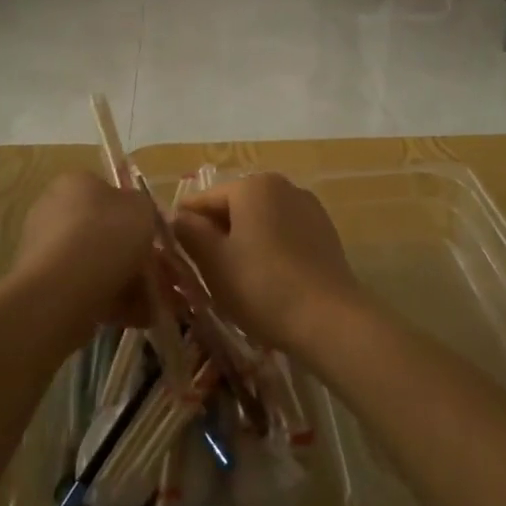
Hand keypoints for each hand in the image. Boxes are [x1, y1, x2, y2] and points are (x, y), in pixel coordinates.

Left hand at [7, 172, 157, 332]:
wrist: (62, 291)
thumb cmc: (106, 236)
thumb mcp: (142, 208)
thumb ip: (144, 207)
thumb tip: (137, 215)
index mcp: (74, 184)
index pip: (108, 192)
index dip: (136, 215)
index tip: (155, 237)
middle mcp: (54, 212)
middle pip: (105, 232)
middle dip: (136, 256)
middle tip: (164, 275)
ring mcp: (46, 252)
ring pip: (99, 265)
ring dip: (131, 282)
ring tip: (159, 302)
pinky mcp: (46, 287)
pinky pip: (88, 290)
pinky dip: (115, 302)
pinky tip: (141, 317)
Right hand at [171, 174, 365, 353]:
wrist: (329, 319)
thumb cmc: (262, 286)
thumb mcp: (214, 262)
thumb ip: (190, 232)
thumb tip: (178, 217)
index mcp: (252, 186)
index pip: (203, 200)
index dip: (185, 228)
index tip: (176, 257)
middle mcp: (282, 186)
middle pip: (234, 207)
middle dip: (217, 235)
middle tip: (205, 273)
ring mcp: (308, 207)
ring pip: (260, 221)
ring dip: (244, 242)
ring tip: (236, 280)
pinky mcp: (324, 231)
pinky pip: (284, 234)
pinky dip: (270, 249)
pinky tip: (268, 279)